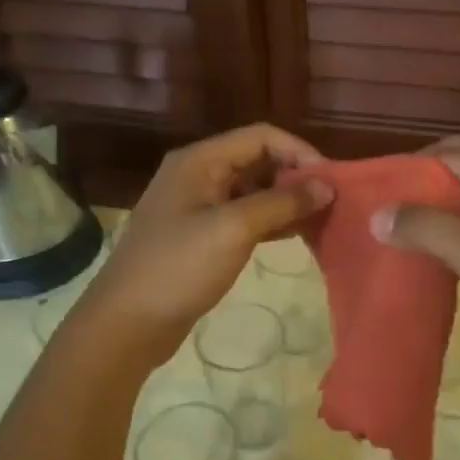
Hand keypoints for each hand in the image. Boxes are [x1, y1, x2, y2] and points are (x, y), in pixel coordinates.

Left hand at [76, 124, 331, 364]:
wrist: (128, 322)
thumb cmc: (179, 267)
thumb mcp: (233, 229)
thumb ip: (282, 203)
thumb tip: (327, 186)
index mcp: (200, 160)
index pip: (261, 136)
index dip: (300, 152)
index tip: (331, 182)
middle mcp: (199, 175)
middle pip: (258, 161)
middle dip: (296, 177)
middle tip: (332, 203)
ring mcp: (198, 207)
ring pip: (254, 191)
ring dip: (287, 201)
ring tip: (322, 220)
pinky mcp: (202, 236)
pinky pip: (245, 218)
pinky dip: (272, 222)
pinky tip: (297, 235)